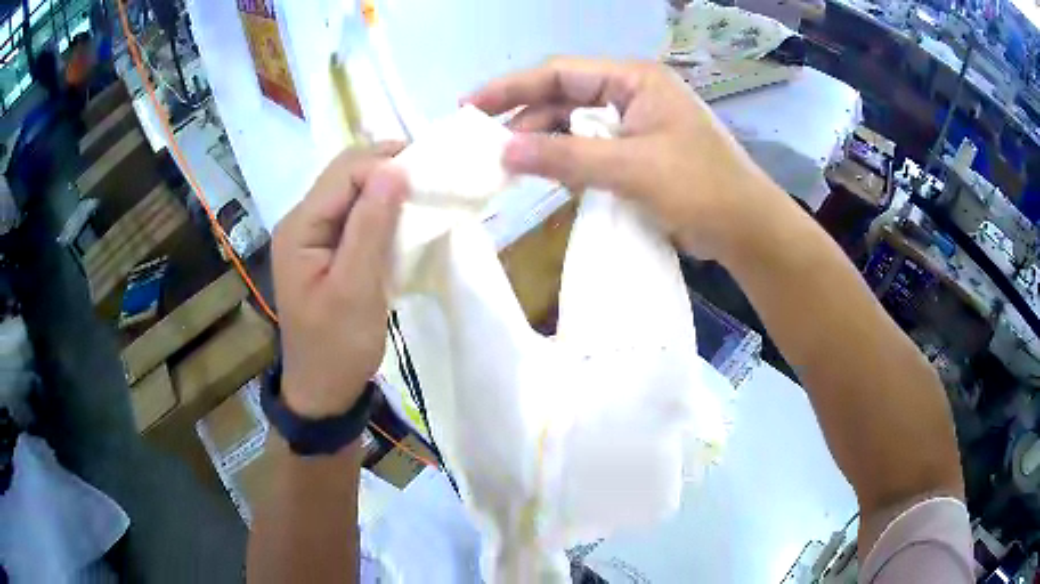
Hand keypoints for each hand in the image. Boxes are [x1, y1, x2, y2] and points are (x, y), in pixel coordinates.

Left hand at [271, 143, 406, 418]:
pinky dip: (383, 209)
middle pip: (346, 174)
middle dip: (388, 169)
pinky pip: (356, 213)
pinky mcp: (328, 247)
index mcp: (300, 227)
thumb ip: (371, 226)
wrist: (323, 389)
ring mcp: (314, 234)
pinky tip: (405, 218)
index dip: (386, 165)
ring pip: (354, 190)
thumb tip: (396, 168)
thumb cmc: (337, 347)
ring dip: (388, 188)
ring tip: (424, 196)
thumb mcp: (356, 289)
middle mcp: (302, 221)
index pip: (345, 172)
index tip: (430, 179)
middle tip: (432, 181)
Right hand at [466, 57, 786, 262]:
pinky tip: (546, 176)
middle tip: (484, 145)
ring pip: (575, 125)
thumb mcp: (632, 168)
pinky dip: (567, 161)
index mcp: (634, 80)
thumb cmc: (701, 188)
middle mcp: (632, 94)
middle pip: (564, 97)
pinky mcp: (638, 152)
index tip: (470, 107)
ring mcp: (635, 124)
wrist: (746, 230)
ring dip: (545, 143)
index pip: (560, 73)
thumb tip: (503, 152)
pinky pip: (591, 149)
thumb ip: (567, 157)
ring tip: (507, 165)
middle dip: (525, 119)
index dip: (512, 87)